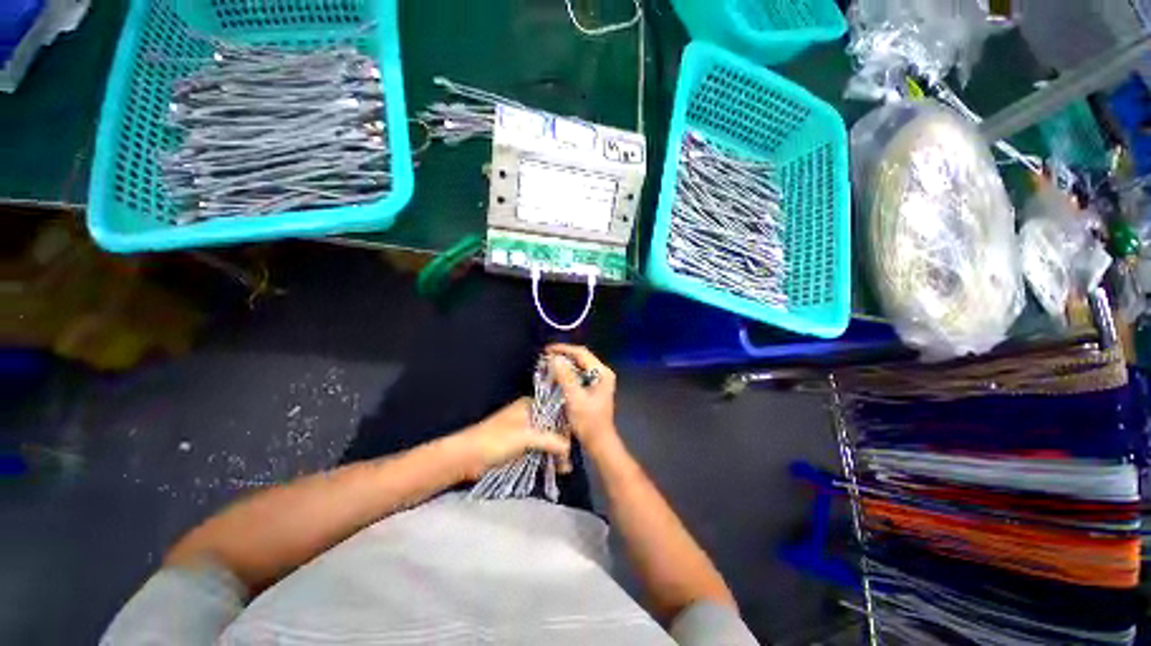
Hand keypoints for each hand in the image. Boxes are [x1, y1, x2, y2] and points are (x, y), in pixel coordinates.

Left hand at [455, 398, 570, 479]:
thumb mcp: (525, 437)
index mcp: (530, 405)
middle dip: (562, 443)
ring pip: (548, 439)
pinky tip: (556, 469)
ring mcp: (526, 431)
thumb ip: (550, 440)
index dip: (567, 424)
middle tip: (568, 460)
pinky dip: (548, 458)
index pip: (556, 410)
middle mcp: (530, 415)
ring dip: (556, 453)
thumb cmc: (496, 440)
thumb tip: (569, 447)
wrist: (467, 457)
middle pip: (553, 426)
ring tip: (564, 469)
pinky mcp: (521, 446)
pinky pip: (540, 450)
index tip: (576, 439)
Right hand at [547, 344, 621, 457]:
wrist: (599, 442)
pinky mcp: (594, 387)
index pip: (582, 353)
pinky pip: (579, 374)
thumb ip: (566, 377)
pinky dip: (568, 372)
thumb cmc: (588, 422)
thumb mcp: (575, 398)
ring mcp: (599, 380)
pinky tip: (557, 375)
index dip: (564, 349)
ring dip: (565, 364)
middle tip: (546, 356)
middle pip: (581, 357)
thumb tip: (555, 358)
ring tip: (549, 363)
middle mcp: (603, 373)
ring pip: (580, 365)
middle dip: (564, 355)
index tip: (547, 350)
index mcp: (602, 372)